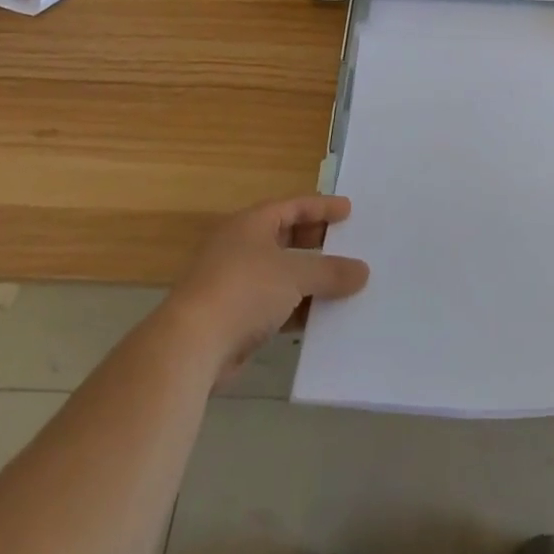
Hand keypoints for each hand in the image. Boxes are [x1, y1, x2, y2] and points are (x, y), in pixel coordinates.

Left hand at [164, 195, 369, 385]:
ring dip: (308, 280)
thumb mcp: (295, 274)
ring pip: (280, 274)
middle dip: (316, 243)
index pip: (293, 206)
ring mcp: (234, 283)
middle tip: (346, 244)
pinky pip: (274, 305)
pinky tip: (318, 319)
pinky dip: (295, 309)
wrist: (190, 346)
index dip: (322, 207)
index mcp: (251, 224)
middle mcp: (240, 247)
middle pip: (286, 238)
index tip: (349, 211)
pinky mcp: (232, 318)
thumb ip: (331, 272)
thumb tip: (363, 271)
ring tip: (341, 283)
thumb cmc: (244, 290)